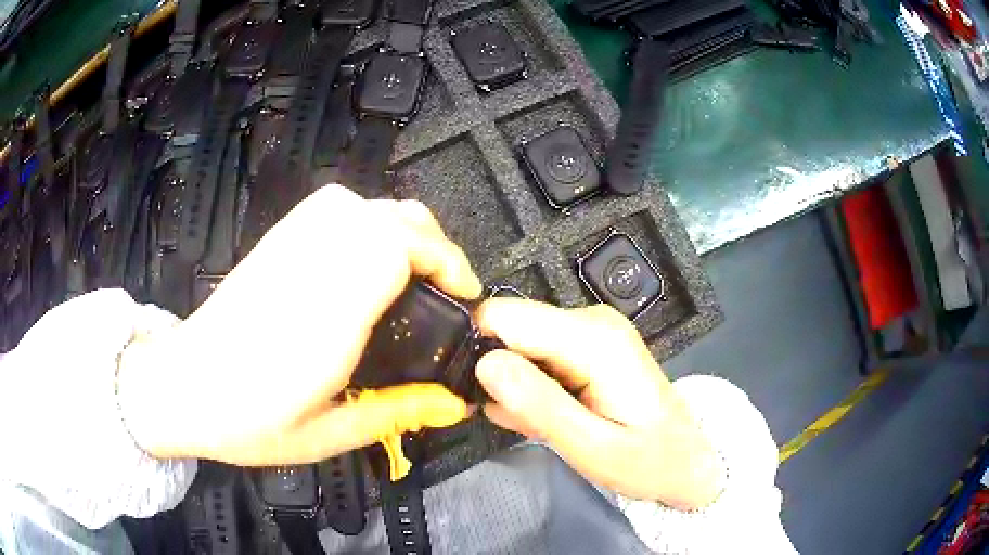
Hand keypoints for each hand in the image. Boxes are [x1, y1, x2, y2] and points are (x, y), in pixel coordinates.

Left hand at [118, 184, 481, 465]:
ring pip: (362, 203)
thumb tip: (453, 404)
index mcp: (325, 318)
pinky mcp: (275, 242)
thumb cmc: (246, 422)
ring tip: (415, 267)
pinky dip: (366, 218)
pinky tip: (368, 251)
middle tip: (447, 288)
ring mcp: (288, 247)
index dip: (442, 260)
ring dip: (402, 227)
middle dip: (433, 244)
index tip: (464, 294)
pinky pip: (332, 206)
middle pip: (388, 218)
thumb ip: (395, 413)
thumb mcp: (326, 434)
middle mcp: (310, 268)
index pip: (395, 251)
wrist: (181, 388)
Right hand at [474, 300, 722, 509]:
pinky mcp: (587, 344)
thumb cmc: (647, 460)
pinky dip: (534, 387)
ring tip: (540, 423)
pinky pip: (539, 356)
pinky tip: (553, 416)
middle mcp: (590, 320)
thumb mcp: (590, 447)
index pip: (504, 316)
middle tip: (517, 419)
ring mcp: (589, 330)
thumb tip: (484, 364)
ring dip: (517, 386)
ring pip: (520, 344)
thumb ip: (538, 405)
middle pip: (510, 327)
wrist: (686, 459)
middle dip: (499, 374)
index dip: (479, 352)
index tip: (476, 393)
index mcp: (592, 339)